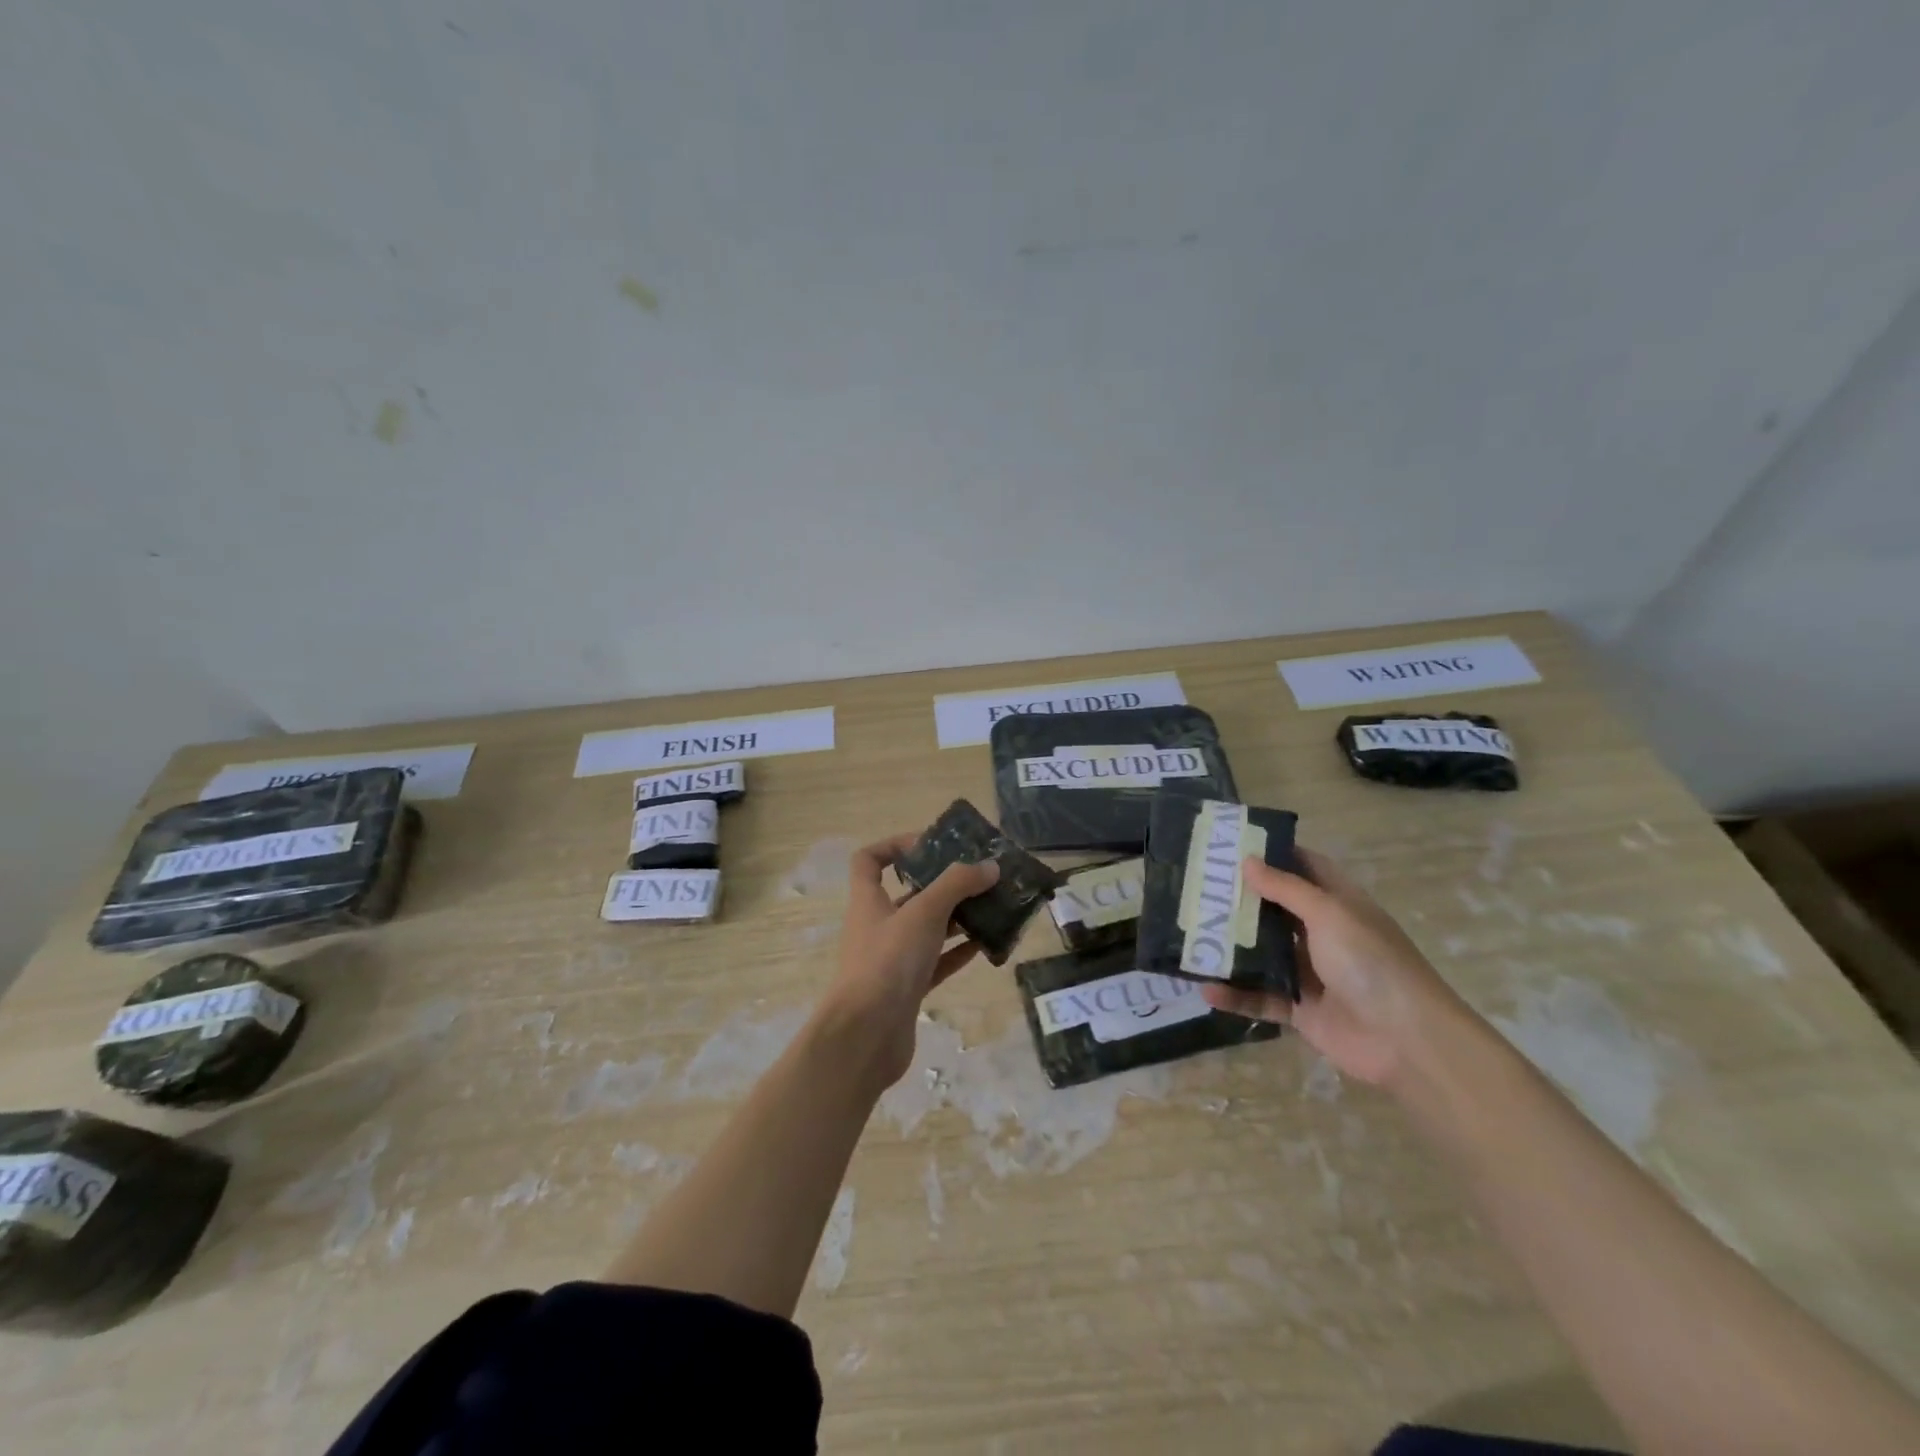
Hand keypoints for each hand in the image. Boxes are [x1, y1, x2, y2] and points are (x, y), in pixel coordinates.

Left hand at [816, 833, 999, 1092]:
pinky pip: (938, 962)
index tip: (931, 844)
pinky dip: (959, 951)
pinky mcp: (908, 989)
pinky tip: (987, 944)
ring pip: (927, 929)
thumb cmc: (888, 962)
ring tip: (994, 906)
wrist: (866, 1037)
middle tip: (980, 876)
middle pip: (909, 894)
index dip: (895, 845)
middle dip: (943, 883)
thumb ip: (957, 884)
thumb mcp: (924, 912)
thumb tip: (989, 866)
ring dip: (957, 917)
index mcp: (869, 900)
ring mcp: (893, 959)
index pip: (869, 860)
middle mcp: (878, 925)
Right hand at [1201, 847, 1463, 1087]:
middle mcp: (1323, 933)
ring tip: (1190, 935)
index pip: (1305, 867)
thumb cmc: (1371, 963)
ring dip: (1231, 947)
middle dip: (1240, 899)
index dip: (1274, 853)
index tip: (1232, 845)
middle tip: (1196, 886)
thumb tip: (1247, 861)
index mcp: (1338, 903)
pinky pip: (1260, 997)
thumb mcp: (1329, 914)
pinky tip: (1205, 989)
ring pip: (1262, 954)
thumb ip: (1286, 889)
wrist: (1407, 1041)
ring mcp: (1310, 972)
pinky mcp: (1300, 1009)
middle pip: (1275, 909)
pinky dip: (1235, 995)